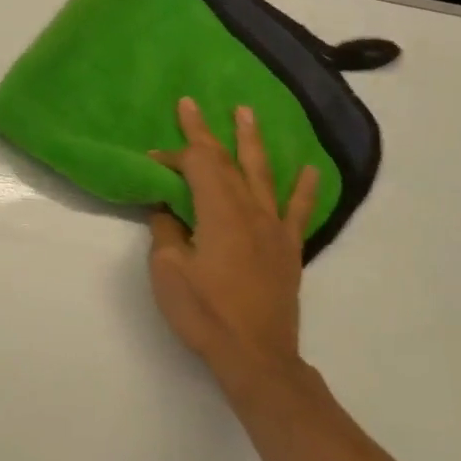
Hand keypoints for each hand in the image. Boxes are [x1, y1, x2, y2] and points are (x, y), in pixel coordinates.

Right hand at [147, 98, 319, 410]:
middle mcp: (250, 211)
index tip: (151, 157)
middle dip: (205, 132)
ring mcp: (273, 229)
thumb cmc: (204, 312)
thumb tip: (166, 209)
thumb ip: (167, 232)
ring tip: (246, 113)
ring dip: (251, 142)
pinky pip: (297, 211)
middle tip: (192, 104)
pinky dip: (303, 188)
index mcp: (218, 212)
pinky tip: (309, 169)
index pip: (195, 167)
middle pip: (226, 161)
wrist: (255, 356)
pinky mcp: (287, 249)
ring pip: (262, 174)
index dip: (173, 156)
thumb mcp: (168, 270)